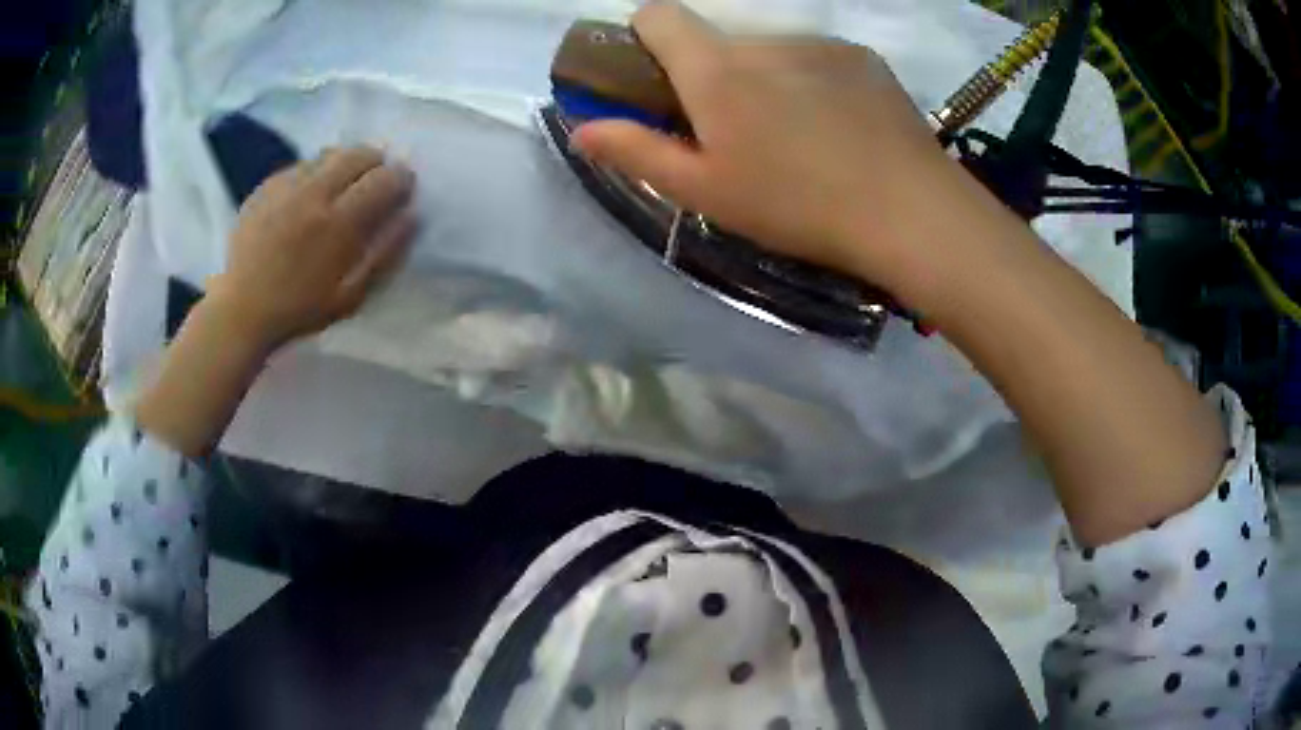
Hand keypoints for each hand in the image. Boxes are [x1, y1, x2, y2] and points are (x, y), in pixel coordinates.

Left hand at [208, 146, 416, 350]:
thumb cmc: (301, 310)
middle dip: (377, 163)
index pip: (385, 179)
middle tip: (375, 183)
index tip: (403, 190)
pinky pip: (301, 165)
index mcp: (339, 223)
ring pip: (330, 153)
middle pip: (360, 153)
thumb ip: (385, 254)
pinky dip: (315, 172)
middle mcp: (315, 193)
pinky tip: (310, 196)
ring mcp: (287, 186)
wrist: (242, 310)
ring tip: (342, 187)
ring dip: (346, 164)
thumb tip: (411, 216)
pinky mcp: (266, 186)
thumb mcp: (352, 296)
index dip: (402, 180)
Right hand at [573, 1, 970, 301]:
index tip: (659, 79)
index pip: (658, 14)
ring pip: (772, 53)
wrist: (910, 210)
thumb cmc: (798, 205)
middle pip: (719, 42)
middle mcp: (764, 40)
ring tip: (802, 141)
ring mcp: (820, 44)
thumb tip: (582, 129)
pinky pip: (819, 60)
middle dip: (715, 77)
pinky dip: (815, 84)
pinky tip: (842, 131)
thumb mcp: (705, 191)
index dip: (646, 36)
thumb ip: (636, 152)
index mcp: (716, 68)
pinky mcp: (863, 57)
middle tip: (742, 136)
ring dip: (769, 83)